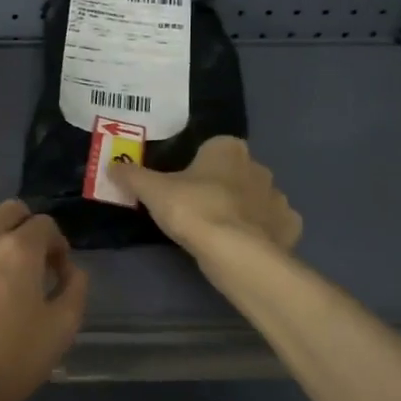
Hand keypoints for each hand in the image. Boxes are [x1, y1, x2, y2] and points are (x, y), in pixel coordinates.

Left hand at [0, 199, 89, 400]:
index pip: (46, 224)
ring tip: (9, 264)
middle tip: (37, 262)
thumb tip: (71, 271)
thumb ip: (76, 290)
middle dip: (30, 227)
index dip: (59, 245)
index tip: (59, 274)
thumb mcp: (61, 329)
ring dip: (2, 229)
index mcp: (20, 248)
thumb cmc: (10, 358)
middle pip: (12, 209)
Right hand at [116, 136, 302, 257]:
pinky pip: (271, 225)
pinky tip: (242, 245)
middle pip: (235, 173)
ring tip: (217, 231)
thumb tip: (111, 165)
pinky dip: (260, 232)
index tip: (182, 183)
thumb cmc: (193, 210)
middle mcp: (258, 167)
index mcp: (228, 149)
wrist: (236, 253)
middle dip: (221, 186)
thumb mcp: (152, 191)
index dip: (198, 164)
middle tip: (195, 208)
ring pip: (256, 199)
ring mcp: (278, 198)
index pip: (213, 147)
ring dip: (242, 210)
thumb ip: (132, 176)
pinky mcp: (289, 228)